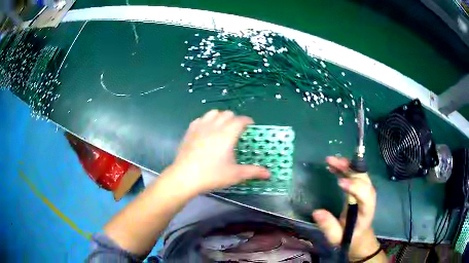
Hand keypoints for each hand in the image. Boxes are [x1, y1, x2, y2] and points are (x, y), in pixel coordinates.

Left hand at [167, 110, 269, 194]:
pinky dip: (206, 121)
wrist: (185, 177)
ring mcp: (200, 127)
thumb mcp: (235, 175)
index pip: (240, 120)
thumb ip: (253, 172)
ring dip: (220, 117)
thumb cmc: (212, 175)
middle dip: (235, 119)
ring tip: (222, 127)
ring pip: (213, 113)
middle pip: (227, 114)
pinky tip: (206, 130)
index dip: (247, 121)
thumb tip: (269, 174)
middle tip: (237, 130)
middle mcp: (214, 126)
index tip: (251, 125)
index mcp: (227, 134)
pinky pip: (200, 119)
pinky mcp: (190, 131)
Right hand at [312, 156, 379, 260]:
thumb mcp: (337, 238)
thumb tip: (316, 212)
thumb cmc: (349, 239)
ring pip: (360, 174)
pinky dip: (345, 169)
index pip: (366, 196)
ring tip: (331, 160)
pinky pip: (355, 176)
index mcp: (366, 211)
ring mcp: (365, 192)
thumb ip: (328, 226)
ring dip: (347, 165)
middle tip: (334, 162)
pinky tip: (334, 166)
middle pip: (364, 179)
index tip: (339, 182)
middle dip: (350, 169)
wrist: (360, 237)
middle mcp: (369, 198)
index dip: (355, 187)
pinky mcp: (359, 190)